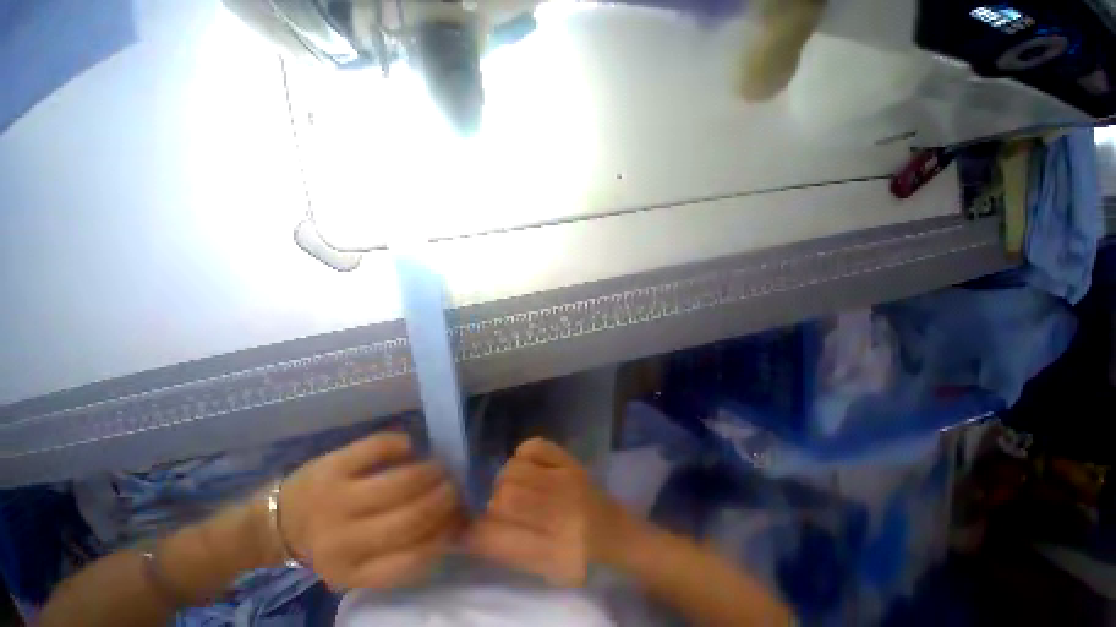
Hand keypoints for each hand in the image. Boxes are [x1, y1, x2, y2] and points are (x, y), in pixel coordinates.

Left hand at [273, 432, 463, 590]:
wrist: (278, 519)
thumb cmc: (329, 542)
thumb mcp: (358, 563)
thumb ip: (398, 552)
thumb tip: (449, 523)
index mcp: (350, 571)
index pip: (411, 560)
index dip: (442, 535)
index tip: (457, 518)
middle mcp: (341, 540)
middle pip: (410, 518)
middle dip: (442, 499)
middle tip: (454, 486)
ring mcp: (336, 499)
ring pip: (401, 483)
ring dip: (430, 472)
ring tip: (440, 467)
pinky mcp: (333, 465)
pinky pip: (380, 447)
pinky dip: (403, 444)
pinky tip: (410, 447)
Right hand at [465, 438, 633, 586]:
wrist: (614, 531)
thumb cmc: (578, 557)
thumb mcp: (544, 570)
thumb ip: (507, 550)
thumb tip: (469, 530)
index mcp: (553, 552)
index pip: (497, 538)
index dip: (474, 532)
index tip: (466, 529)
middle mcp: (561, 513)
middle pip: (504, 497)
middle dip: (495, 504)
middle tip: (505, 509)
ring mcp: (567, 479)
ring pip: (514, 469)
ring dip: (507, 479)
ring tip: (519, 487)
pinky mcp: (570, 460)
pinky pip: (534, 445)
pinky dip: (523, 455)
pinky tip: (529, 467)